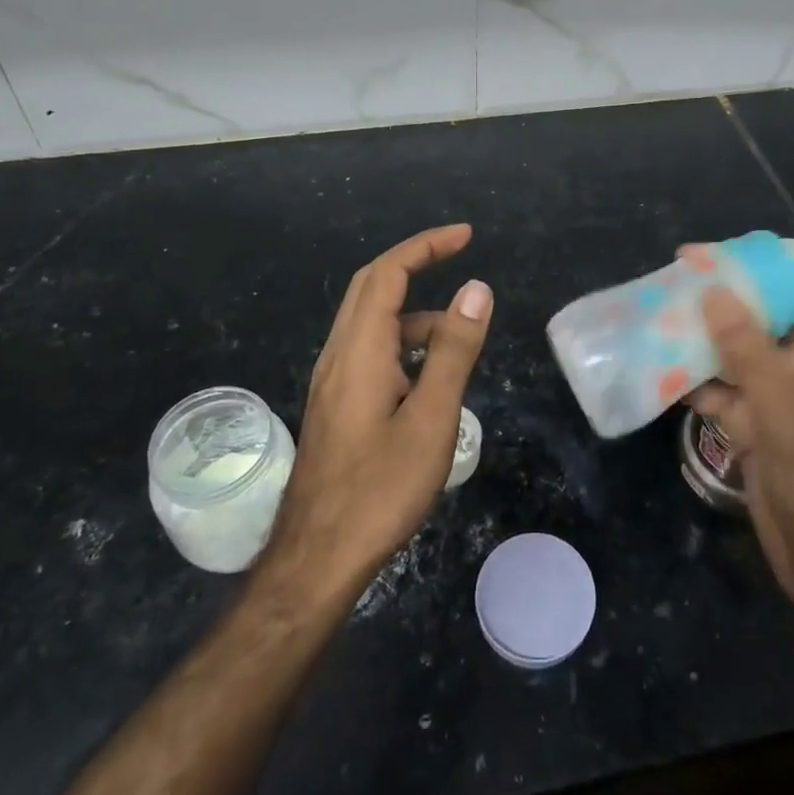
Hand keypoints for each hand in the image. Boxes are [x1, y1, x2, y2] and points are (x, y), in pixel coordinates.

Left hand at [262, 224, 493, 608]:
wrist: (317, 558)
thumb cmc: (380, 489)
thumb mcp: (432, 418)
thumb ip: (454, 350)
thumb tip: (476, 289)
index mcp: (359, 350)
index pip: (388, 274)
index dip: (425, 247)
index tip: (464, 236)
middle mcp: (338, 355)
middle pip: (371, 287)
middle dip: (415, 263)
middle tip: (460, 255)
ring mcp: (332, 381)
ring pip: (371, 323)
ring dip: (414, 312)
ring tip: (460, 337)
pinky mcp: (335, 405)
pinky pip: (369, 351)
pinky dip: (402, 343)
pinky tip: (428, 377)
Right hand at [693, 180, 793, 631]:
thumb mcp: (792, 417)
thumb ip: (751, 354)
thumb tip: (712, 291)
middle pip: (787, 303)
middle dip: (743, 278)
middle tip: (690, 259)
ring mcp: (789, 393)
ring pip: (747, 341)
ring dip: (710, 325)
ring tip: (663, 300)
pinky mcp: (760, 422)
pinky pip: (724, 382)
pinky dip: (696, 374)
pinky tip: (659, 360)